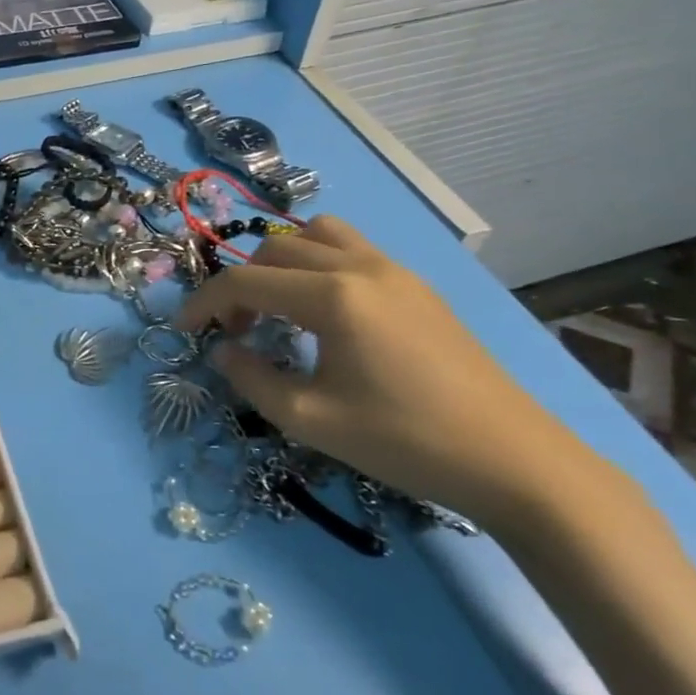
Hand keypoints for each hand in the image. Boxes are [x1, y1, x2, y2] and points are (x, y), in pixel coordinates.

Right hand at [181, 216, 612, 530]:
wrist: (511, 458)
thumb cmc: (403, 441)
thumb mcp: (310, 419)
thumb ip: (252, 379)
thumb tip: (224, 351)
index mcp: (333, 297)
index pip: (245, 282)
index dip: (204, 303)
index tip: (183, 330)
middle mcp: (360, 267)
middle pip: (274, 251)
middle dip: (241, 285)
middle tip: (236, 331)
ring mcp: (394, 270)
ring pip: (316, 236)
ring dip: (281, 263)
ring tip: (278, 308)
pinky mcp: (416, 285)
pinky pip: (351, 249)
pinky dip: (318, 265)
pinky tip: (324, 313)